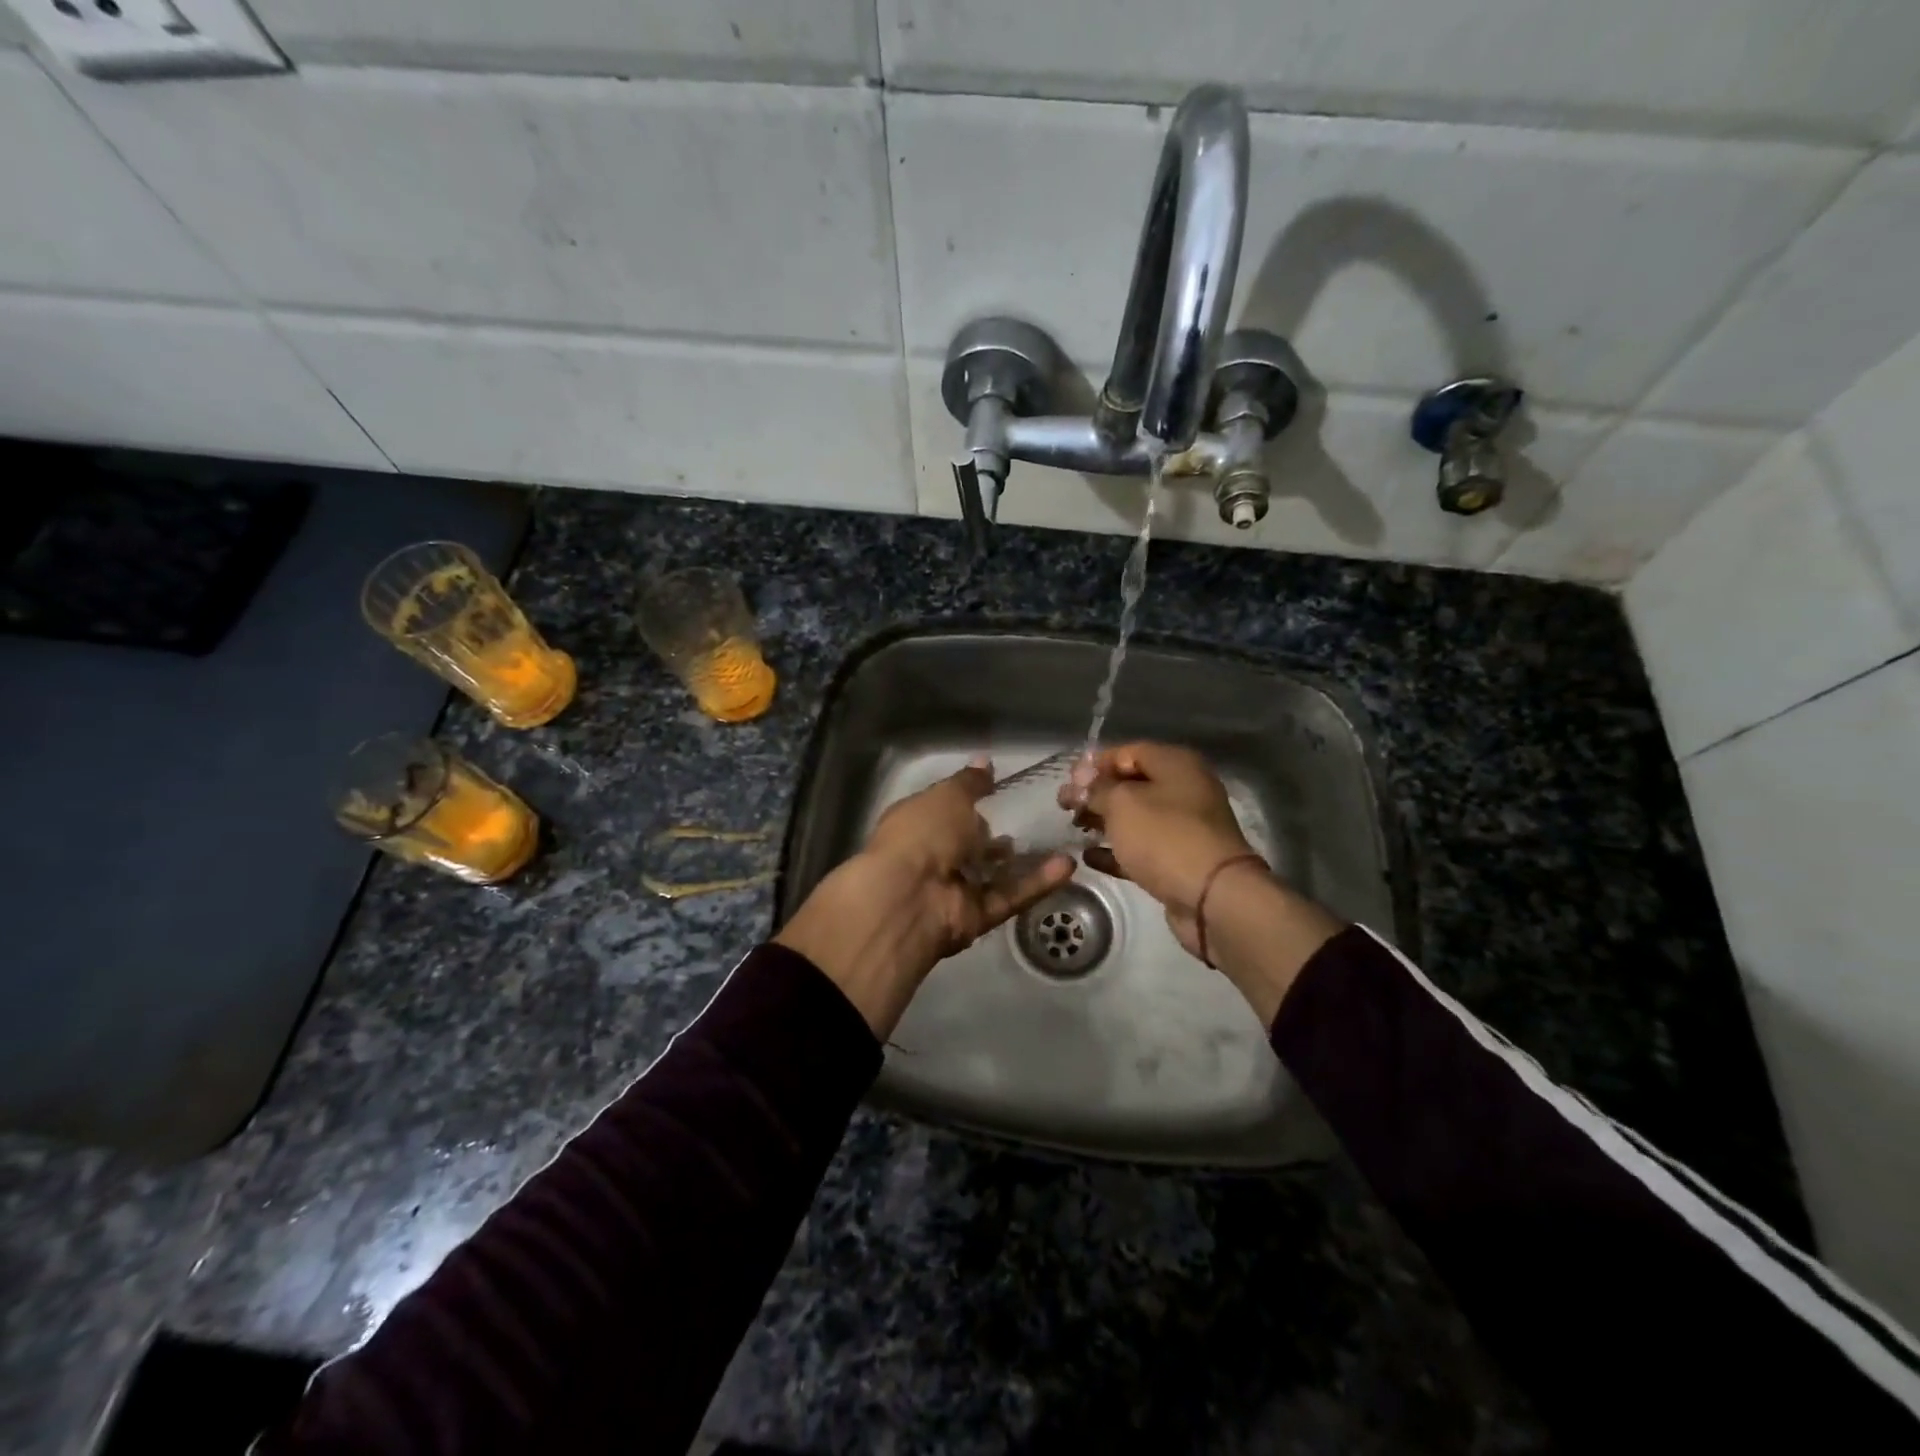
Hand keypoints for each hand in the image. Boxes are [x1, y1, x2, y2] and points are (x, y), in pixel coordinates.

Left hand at [777, 759, 1074, 1035]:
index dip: (967, 800)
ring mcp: (952, 890)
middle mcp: (931, 856)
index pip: (944, 809)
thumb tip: (984, 761)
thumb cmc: (924, 832)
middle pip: (966, 845)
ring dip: (1021, 862)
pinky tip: (1067, 866)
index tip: (996, 791)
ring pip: (992, 875)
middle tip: (1029, 819)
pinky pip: (1009, 897)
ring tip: (1057, 841)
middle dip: (992, 836)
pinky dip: (1036, 883)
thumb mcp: (949, 795)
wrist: (910, 897)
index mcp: (916, 822)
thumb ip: (971, 782)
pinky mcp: (974, 917)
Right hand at [1061, 742, 1261, 960]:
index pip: (1128, 751)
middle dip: (1097, 793)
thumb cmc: (1165, 837)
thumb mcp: (1122, 804)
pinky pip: (1142, 848)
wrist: (1212, 898)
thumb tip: (1080, 779)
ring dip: (1104, 821)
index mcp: (1176, 765)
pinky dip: (1116, 850)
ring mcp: (1184, 827)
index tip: (1068, 781)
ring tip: (1073, 828)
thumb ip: (1097, 788)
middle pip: (1132, 784)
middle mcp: (1184, 790)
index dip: (1095, 764)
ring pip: (1136, 817)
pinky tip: (1089, 856)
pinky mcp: (1179, 860)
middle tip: (1064, 806)